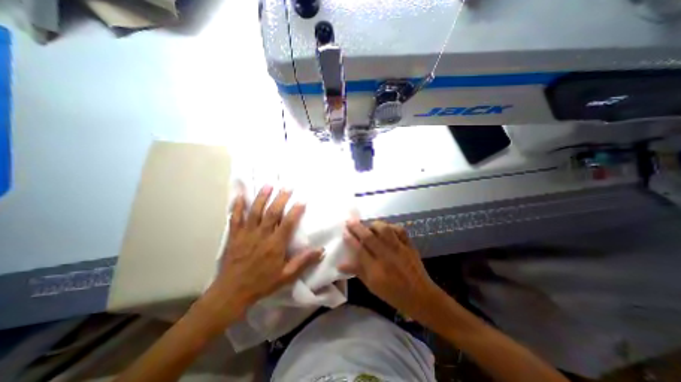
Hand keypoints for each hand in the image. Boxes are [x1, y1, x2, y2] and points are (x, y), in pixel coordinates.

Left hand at [199, 185, 321, 328]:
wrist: (232, 292)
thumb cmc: (262, 283)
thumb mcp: (287, 276)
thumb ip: (304, 262)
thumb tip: (321, 250)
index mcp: (275, 244)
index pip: (288, 223)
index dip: (296, 210)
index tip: (302, 200)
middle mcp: (261, 235)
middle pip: (272, 213)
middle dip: (281, 198)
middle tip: (287, 186)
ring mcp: (246, 234)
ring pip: (255, 211)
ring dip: (262, 197)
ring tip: (268, 185)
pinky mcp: (234, 236)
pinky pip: (235, 218)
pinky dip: (238, 206)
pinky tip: (240, 195)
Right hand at [340, 220, 442, 320]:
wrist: (421, 296)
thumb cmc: (393, 294)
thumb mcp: (372, 286)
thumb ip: (357, 271)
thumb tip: (340, 264)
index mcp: (376, 271)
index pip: (359, 250)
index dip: (350, 239)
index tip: (344, 232)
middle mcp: (387, 257)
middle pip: (369, 237)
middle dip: (357, 227)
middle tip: (349, 221)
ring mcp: (399, 249)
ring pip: (385, 230)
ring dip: (374, 225)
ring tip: (368, 225)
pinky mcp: (409, 245)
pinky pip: (400, 230)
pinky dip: (391, 226)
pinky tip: (386, 228)